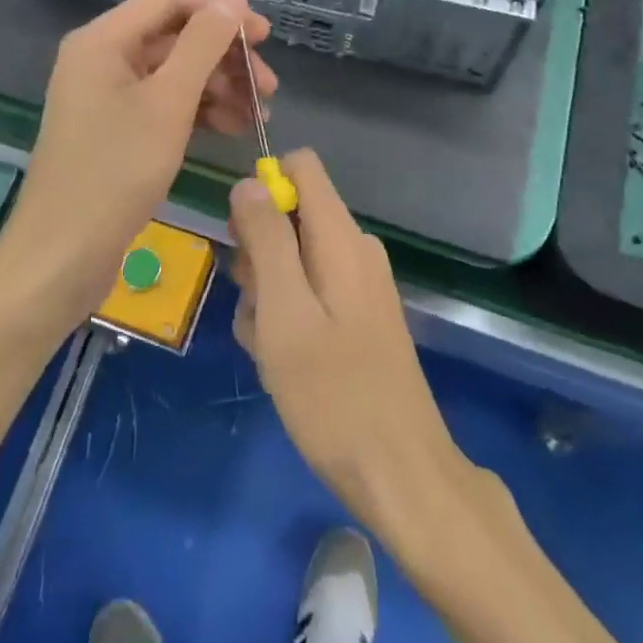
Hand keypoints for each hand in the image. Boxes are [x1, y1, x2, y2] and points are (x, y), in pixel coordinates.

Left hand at [4, 0, 275, 321]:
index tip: (263, 38)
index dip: (220, 12)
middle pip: (176, 37)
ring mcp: (109, 95)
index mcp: (104, 40)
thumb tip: (233, 0)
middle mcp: (103, 58)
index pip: (171, 0)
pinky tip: (233, 128)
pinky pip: (165, 103)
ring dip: (220, 87)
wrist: (62, 255)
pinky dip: (199, 111)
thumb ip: (203, 45)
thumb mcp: (169, 102)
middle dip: (225, 58)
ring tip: (259, 116)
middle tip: (269, 88)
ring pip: (175, 73)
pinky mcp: (117, 128)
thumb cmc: (116, 171)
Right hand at [229, 150, 474, 542]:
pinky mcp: (359, 318)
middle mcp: (355, 248)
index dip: (263, 189)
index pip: (301, 167)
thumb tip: (250, 182)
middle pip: (291, 216)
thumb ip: (267, 239)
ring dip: (267, 296)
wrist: (400, 475)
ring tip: (269, 349)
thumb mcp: (284, 311)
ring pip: (292, 261)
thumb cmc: (333, 393)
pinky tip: (283, 363)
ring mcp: (360, 285)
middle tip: (256, 310)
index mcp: (341, 236)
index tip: (242, 239)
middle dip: (258, 255)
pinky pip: (309, 295)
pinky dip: (287, 319)